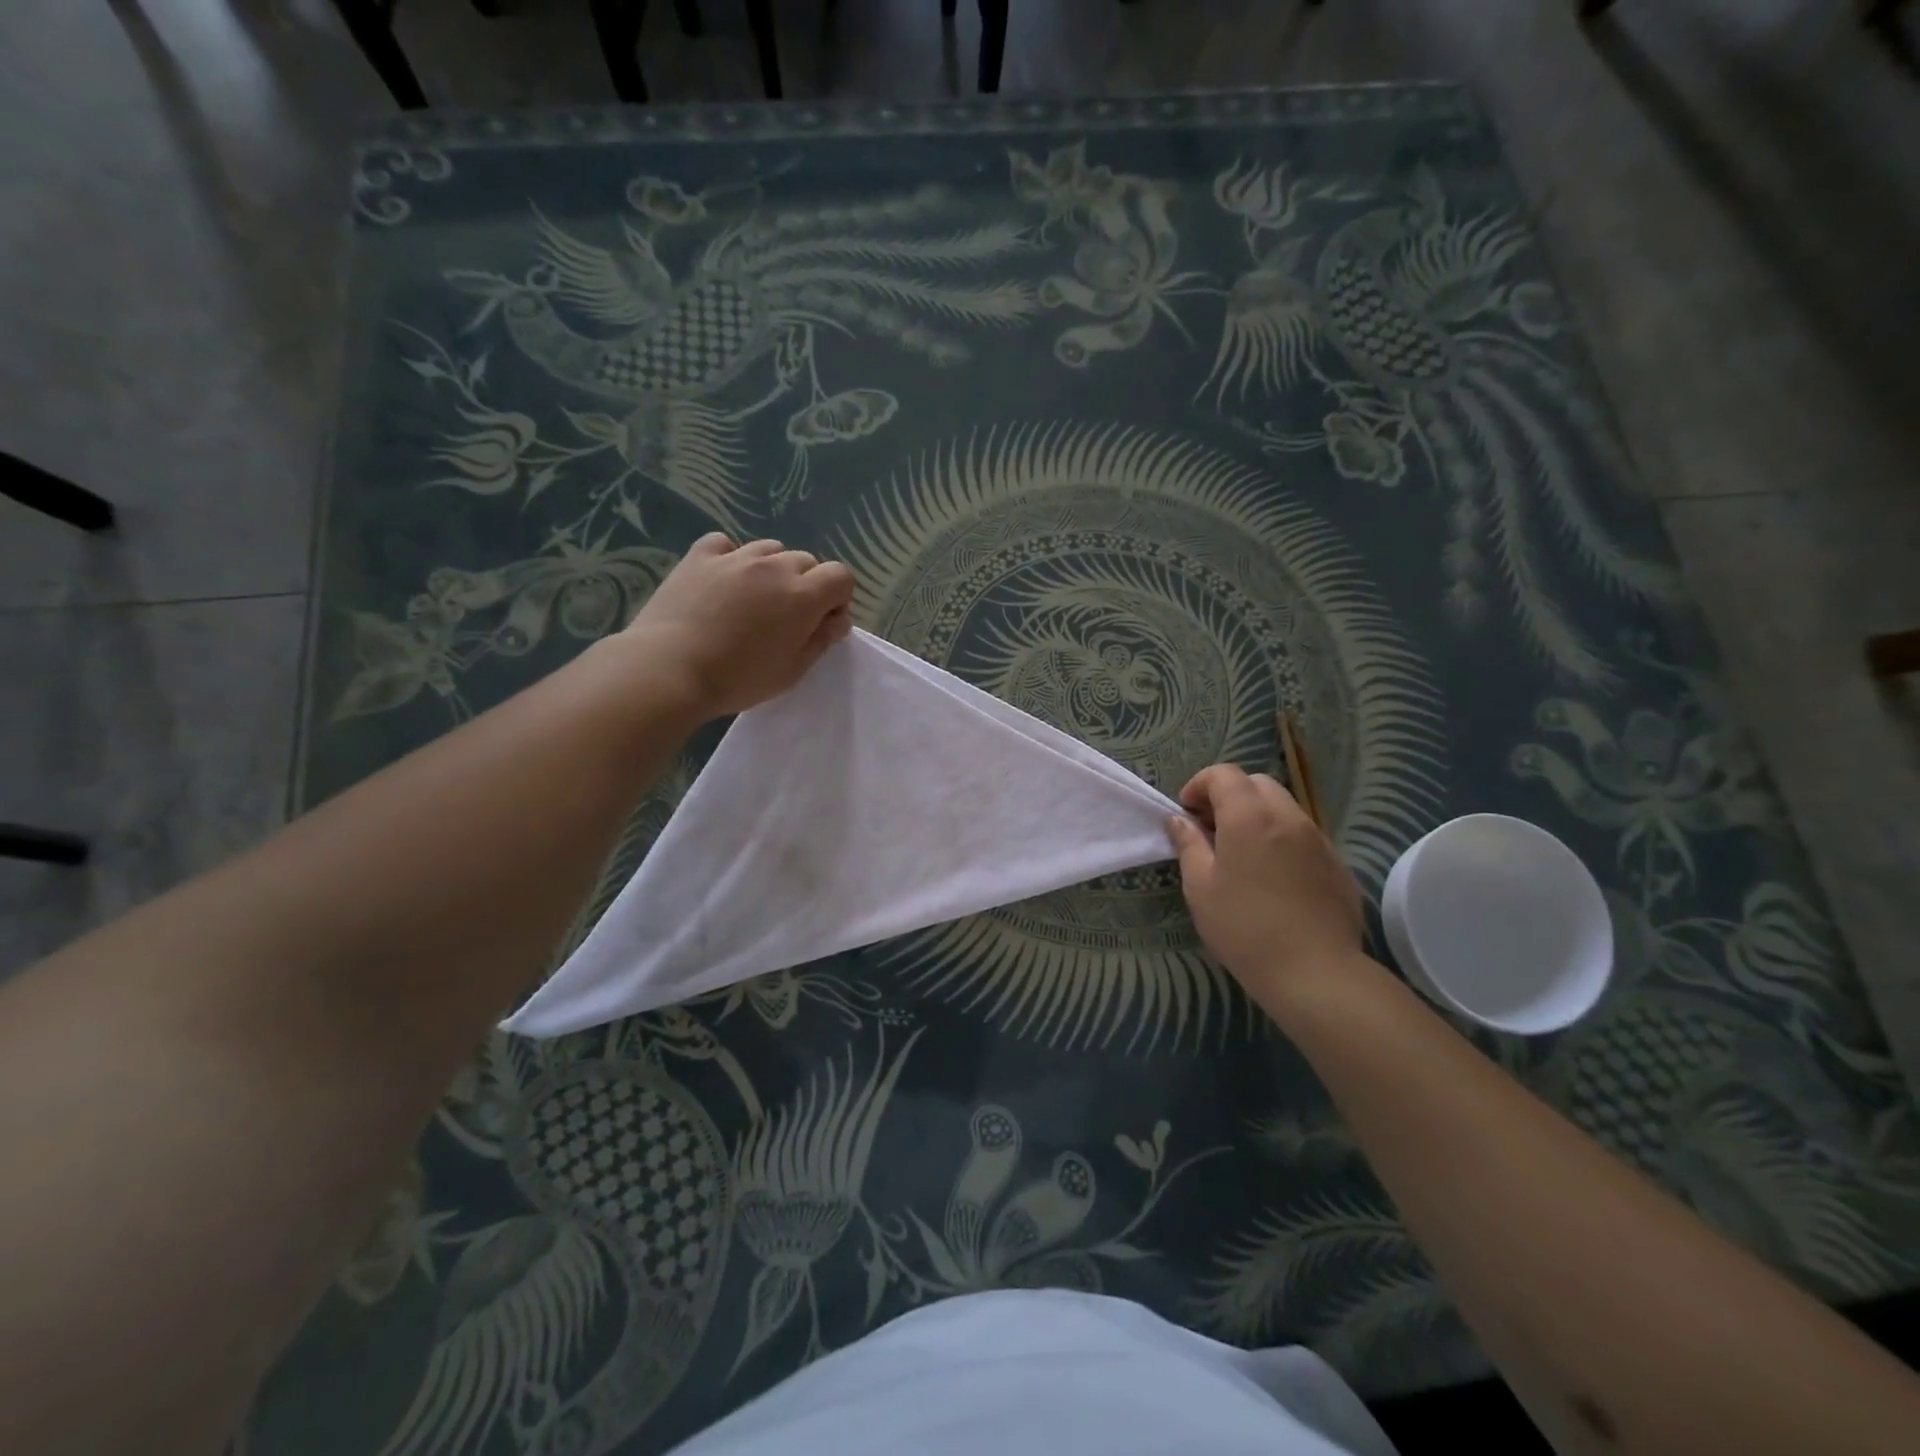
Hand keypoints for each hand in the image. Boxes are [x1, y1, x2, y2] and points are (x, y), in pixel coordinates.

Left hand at [621, 533, 855, 718]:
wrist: (670, 670)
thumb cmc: (738, 679)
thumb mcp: (792, 671)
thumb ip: (821, 640)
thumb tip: (836, 619)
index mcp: (803, 596)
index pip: (841, 576)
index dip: (837, 599)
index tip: (822, 623)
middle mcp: (774, 567)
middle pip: (806, 561)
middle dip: (807, 584)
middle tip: (786, 618)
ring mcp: (735, 557)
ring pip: (770, 549)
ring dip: (772, 569)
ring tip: (754, 598)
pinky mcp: (700, 556)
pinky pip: (725, 544)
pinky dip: (731, 556)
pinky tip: (723, 579)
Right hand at [1166, 764, 1363, 994]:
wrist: (1315, 973)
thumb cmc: (1244, 928)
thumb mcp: (1200, 887)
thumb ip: (1188, 844)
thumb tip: (1179, 820)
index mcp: (1249, 817)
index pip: (1224, 774)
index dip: (1199, 785)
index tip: (1187, 813)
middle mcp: (1288, 817)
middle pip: (1257, 784)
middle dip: (1230, 796)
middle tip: (1212, 829)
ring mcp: (1319, 840)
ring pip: (1284, 808)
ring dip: (1258, 817)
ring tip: (1242, 855)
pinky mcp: (1338, 865)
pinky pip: (1304, 837)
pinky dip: (1282, 841)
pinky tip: (1274, 879)